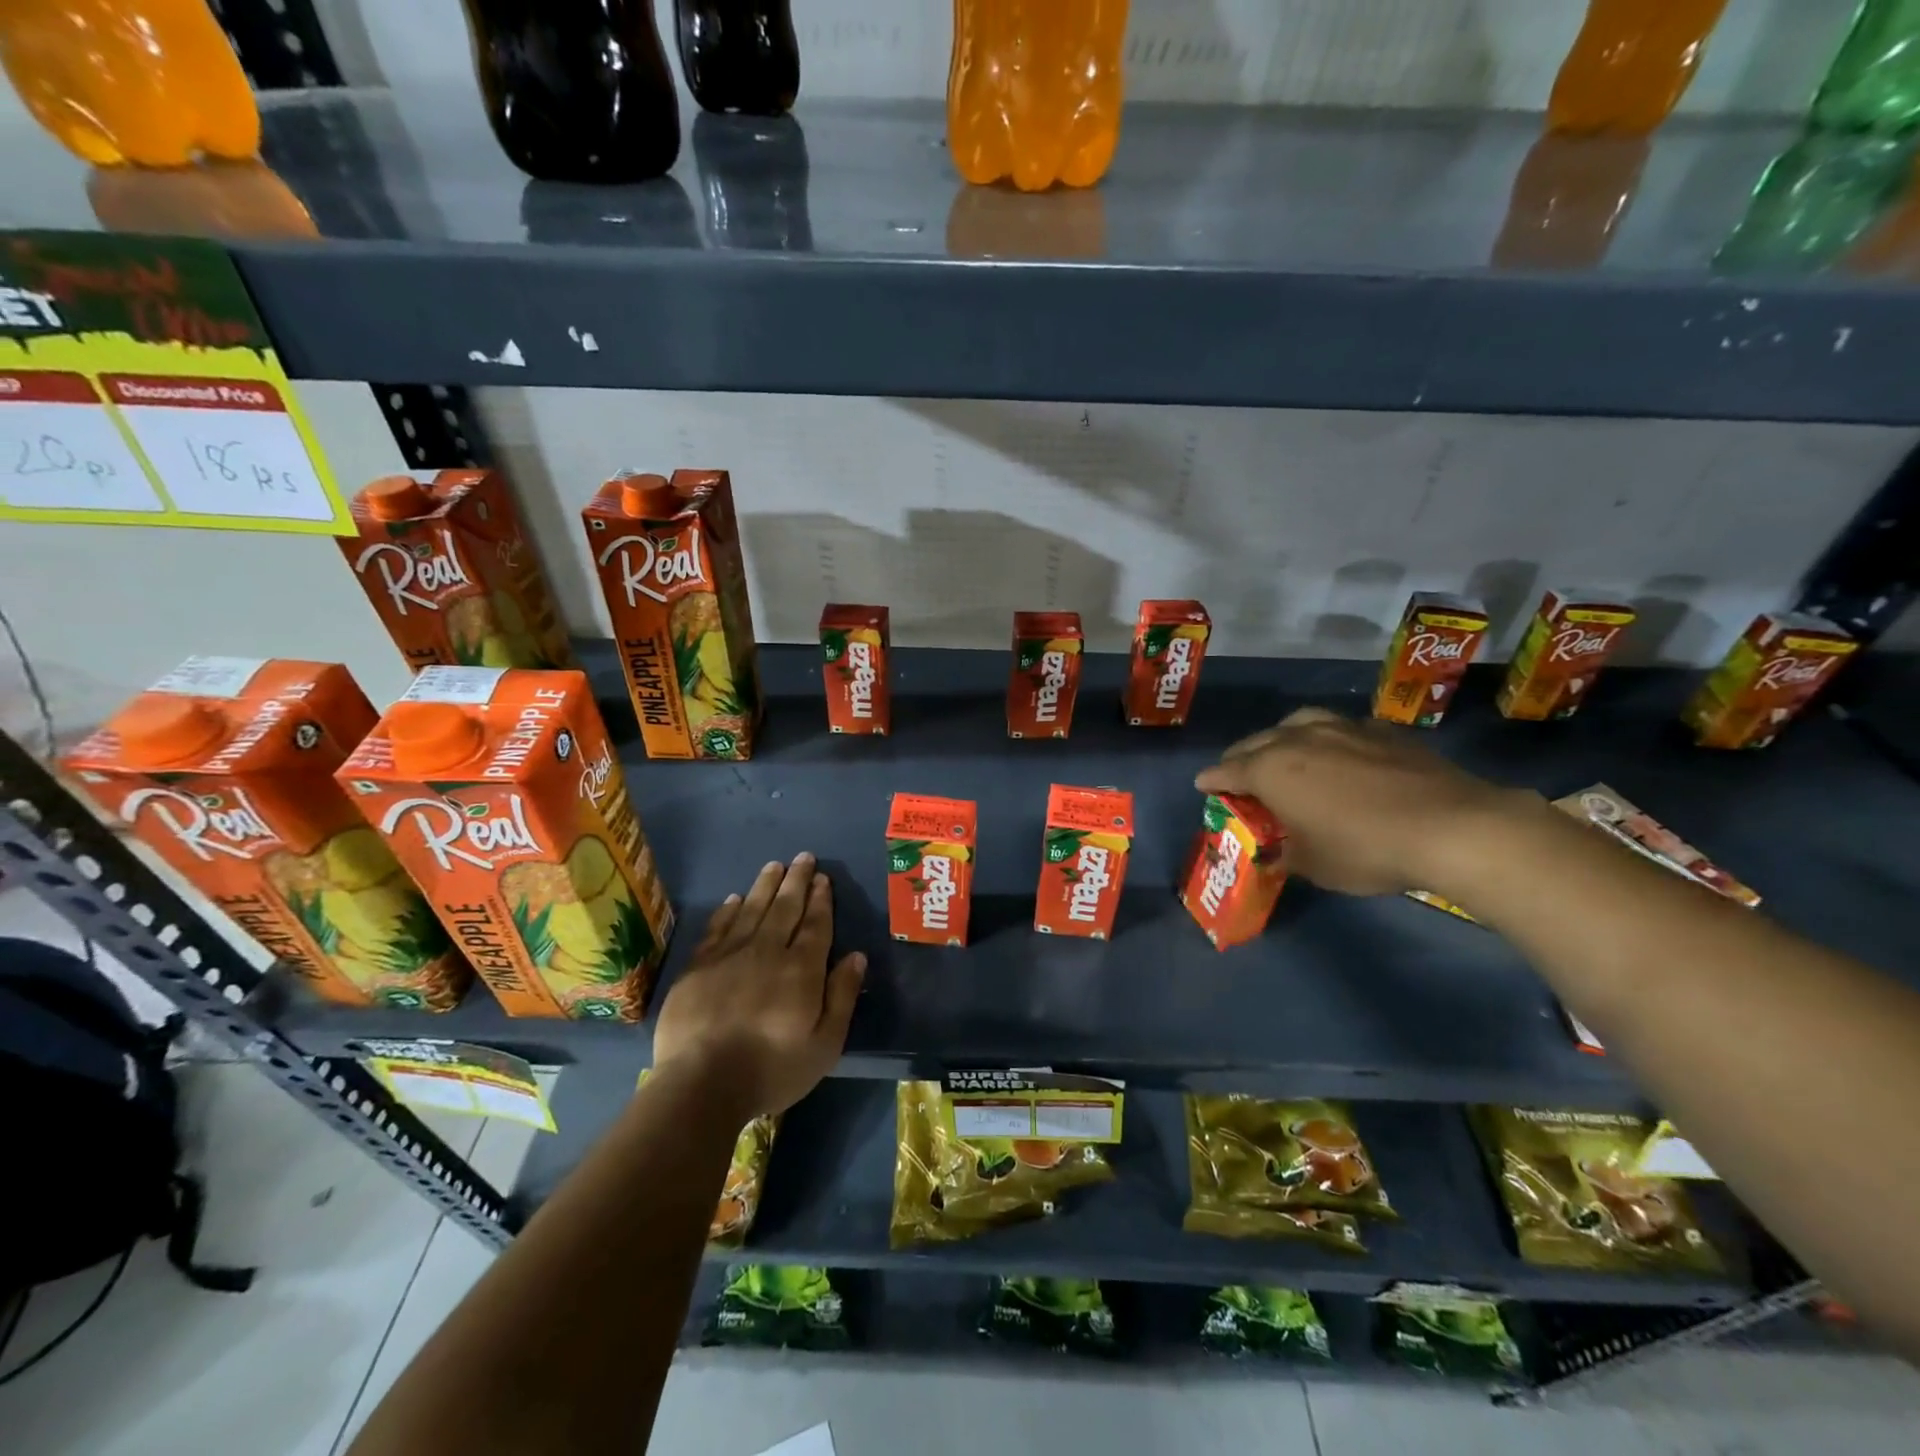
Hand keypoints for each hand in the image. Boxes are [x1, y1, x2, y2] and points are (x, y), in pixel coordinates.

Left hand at [651, 854, 866, 1118]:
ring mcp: (729, 956)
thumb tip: (856, 956)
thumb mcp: (824, 1044)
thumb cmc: (772, 1069)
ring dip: (765, 886)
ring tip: (775, 866)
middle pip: (785, 908)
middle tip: (804, 857)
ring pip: (751, 909)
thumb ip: (842, 996)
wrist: (701, 1085)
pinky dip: (728, 910)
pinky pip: (717, 928)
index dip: (821, 900)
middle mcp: (767, 951)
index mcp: (801, 969)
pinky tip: (734, 899)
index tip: (823, 878)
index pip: (815, 924)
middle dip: (797, 881)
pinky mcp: (698, 967)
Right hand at [1193, 707, 1529, 895]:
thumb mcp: (1314, 866)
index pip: (1226, 771)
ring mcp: (1341, 729)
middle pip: (1256, 742)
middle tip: (1238, 775)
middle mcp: (1298, 739)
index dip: (1211, 781)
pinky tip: (1337, 753)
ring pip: (1296, 723)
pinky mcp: (1380, 730)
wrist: (1451, 827)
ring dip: (1280, 738)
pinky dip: (1325, 739)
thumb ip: (1285, 855)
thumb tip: (1276, 854)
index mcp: (1271, 769)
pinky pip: (1338, 727)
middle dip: (1241, 758)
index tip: (1202, 786)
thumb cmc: (1366, 849)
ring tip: (1283, 752)